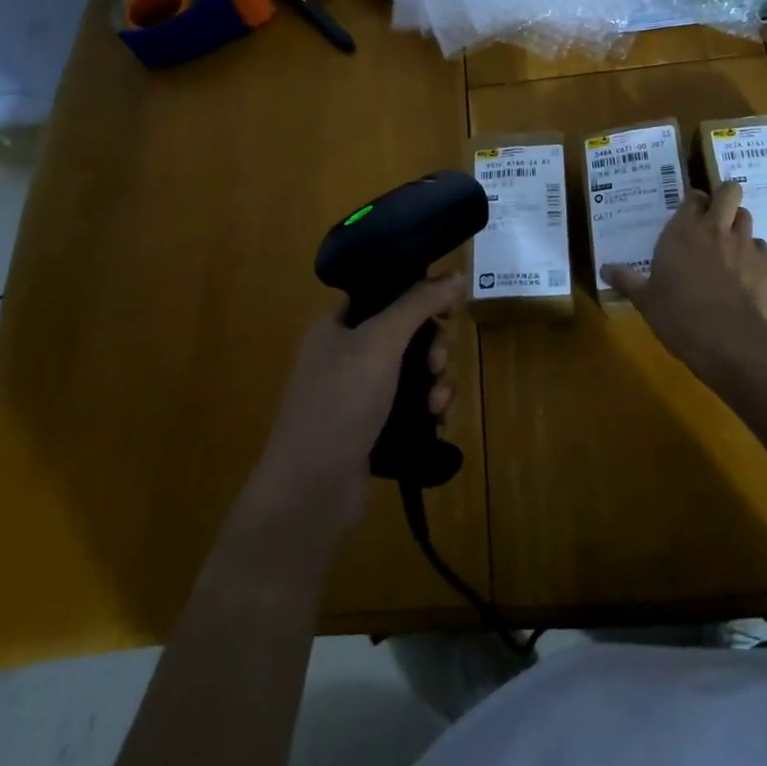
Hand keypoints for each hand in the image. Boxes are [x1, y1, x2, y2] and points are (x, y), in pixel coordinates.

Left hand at [245, 274, 465, 542]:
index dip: (419, 294)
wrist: (311, 491)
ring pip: (415, 370)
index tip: (449, 307)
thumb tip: (455, 273)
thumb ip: (418, 303)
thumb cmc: (340, 402)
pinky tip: (438, 421)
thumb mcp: (380, 342)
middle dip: (433, 345)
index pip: (386, 292)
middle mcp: (348, 353)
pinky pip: (414, 404)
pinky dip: (430, 408)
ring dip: (437, 380)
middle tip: (438, 362)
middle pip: (407, 332)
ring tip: (438, 403)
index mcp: (339, 324)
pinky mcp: (375, 427)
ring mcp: (361, 393)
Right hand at [602, 183, 766, 373]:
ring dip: (738, 223)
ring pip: (747, 217)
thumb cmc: (678, 315)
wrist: (729, 339)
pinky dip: (754, 254)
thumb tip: (604, 270)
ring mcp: (744, 245)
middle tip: (716, 211)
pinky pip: (762, 248)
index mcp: (682, 231)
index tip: (689, 210)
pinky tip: (746, 271)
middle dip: (725, 195)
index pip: (692, 198)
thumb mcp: (645, 300)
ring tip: (730, 240)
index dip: (693, 200)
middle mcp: (715, 230)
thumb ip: (627, 280)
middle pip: (729, 192)